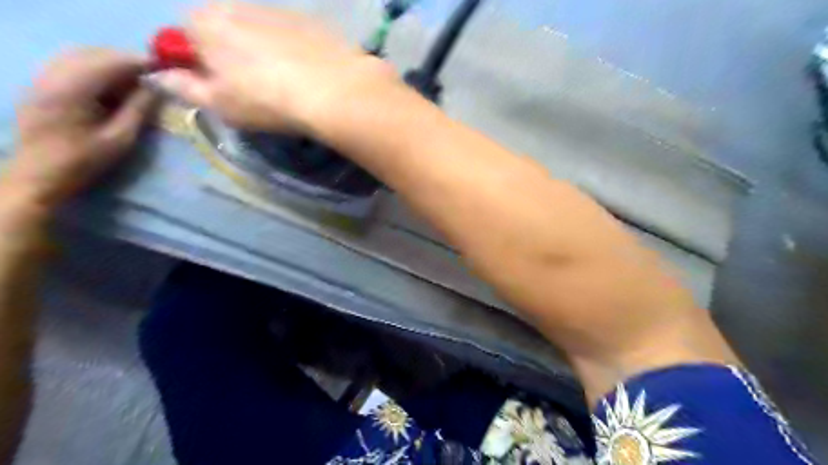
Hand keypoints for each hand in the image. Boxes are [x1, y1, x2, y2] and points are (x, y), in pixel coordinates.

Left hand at [7, 47, 155, 207]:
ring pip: (82, 56)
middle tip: (153, 76)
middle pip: (94, 53)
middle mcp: (53, 75)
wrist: (38, 174)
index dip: (139, 62)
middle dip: (126, 61)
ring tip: (137, 81)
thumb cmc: (85, 161)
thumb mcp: (120, 138)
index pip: (110, 61)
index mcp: (73, 89)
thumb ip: (138, 110)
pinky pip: (72, 65)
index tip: (164, 69)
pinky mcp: (42, 85)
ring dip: (111, 64)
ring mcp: (43, 78)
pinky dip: (96, 69)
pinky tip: (112, 86)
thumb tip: (157, 89)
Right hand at [157, 4, 399, 132]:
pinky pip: (287, 34)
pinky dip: (289, 49)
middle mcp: (235, 5)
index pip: (181, 39)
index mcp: (204, 23)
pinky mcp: (307, 20)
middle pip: (220, 30)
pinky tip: (304, 72)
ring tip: (282, 83)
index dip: (193, 65)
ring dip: (259, 51)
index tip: (213, 88)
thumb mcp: (219, 104)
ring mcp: (275, 9)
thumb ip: (184, 88)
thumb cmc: (267, 100)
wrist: (333, 89)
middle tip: (250, 89)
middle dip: (227, 55)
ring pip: (255, 31)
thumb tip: (159, 77)